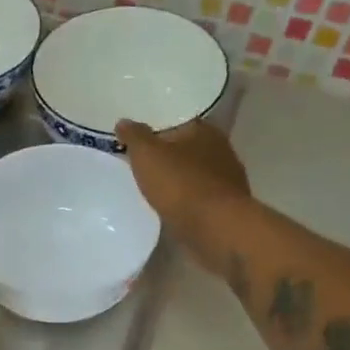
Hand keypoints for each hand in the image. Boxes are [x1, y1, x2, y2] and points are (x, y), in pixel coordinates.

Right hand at [117, 119, 252, 272]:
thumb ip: (134, 136)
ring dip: (177, 180)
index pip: (176, 124)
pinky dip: (186, 200)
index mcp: (203, 130)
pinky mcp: (225, 205)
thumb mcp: (147, 155)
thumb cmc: (180, 184)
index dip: (155, 132)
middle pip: (186, 149)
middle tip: (141, 166)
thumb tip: (124, 122)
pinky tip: (171, 209)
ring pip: (194, 174)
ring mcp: (226, 179)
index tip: (136, 143)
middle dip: (166, 156)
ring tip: (153, 190)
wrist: (215, 227)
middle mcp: (220, 149)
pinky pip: (199, 197)